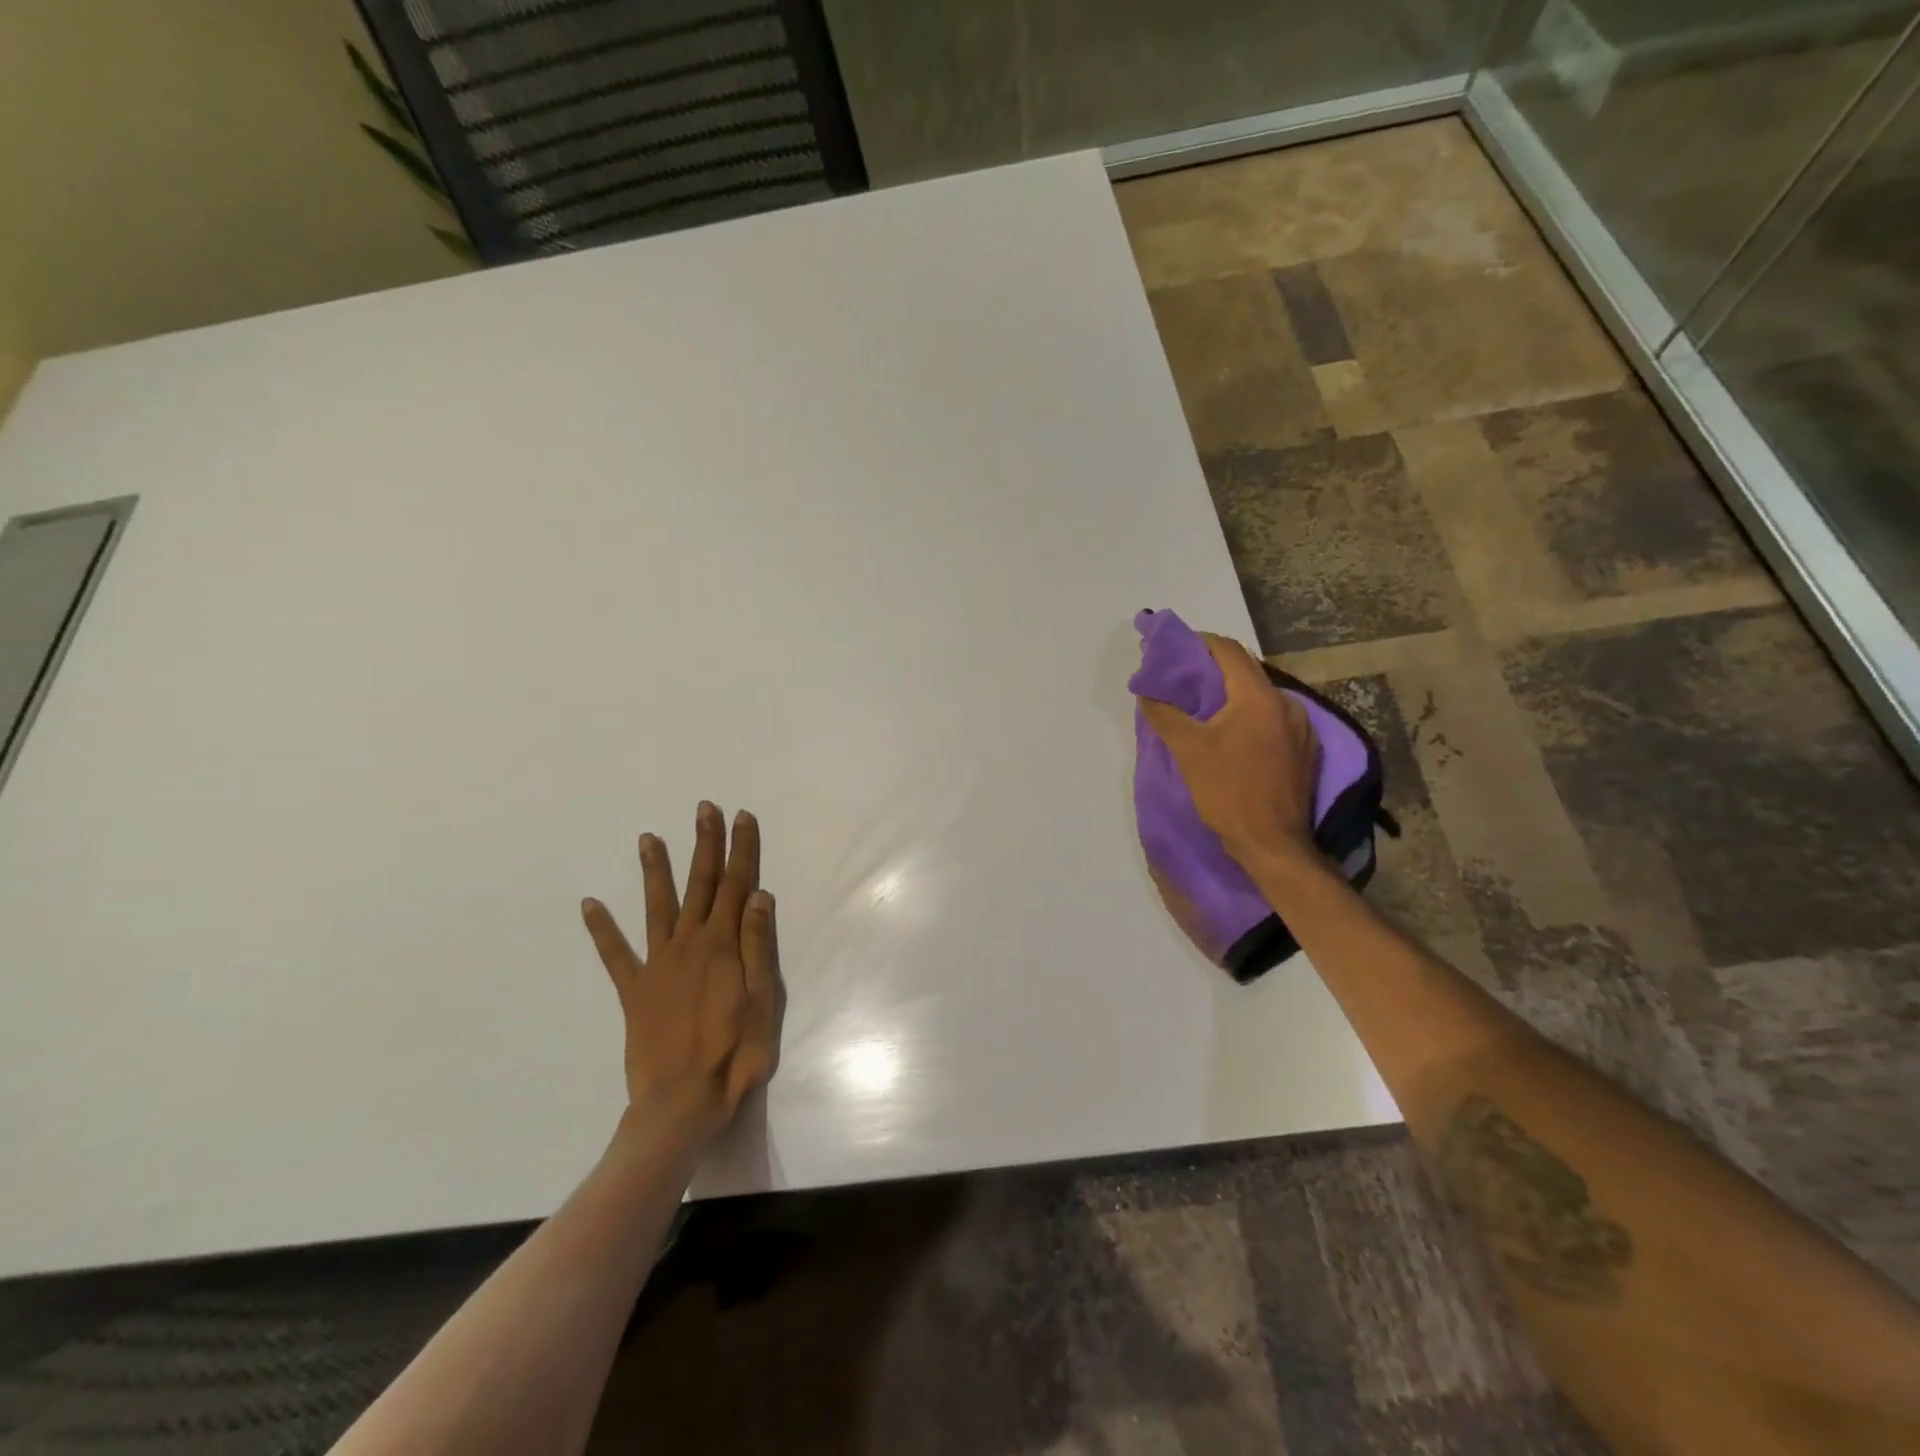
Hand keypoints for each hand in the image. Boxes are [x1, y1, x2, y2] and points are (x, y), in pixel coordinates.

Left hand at [581, 802, 784, 1148]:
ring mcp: (657, 964)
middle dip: (704, 844)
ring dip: (654, 871)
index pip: (736, 885)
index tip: (742, 817)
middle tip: (704, 809)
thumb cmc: (735, 1051)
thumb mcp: (762, 998)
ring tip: (648, 838)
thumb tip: (757, 895)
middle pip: (700, 884)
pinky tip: (589, 904)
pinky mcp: (634, 990)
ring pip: (657, 907)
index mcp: (723, 944)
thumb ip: (757, 944)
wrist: (683, 1101)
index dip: (741, 849)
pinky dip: (602, 929)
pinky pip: (615, 954)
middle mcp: (689, 943)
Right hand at [1139, 634, 1319, 868]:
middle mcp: (1286, 704)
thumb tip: (1147, 692)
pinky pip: (1272, 718)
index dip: (1200, 643)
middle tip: (1182, 677)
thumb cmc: (1228, 791)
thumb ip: (1165, 714)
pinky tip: (1231, 732)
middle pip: (1246, 671)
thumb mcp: (1188, 750)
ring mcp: (1301, 728)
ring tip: (1202, 705)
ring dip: (1231, 694)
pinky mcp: (1304, 750)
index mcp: (1259, 697)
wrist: (1273, 843)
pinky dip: (1248, 715)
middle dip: (1213, 669)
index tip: (1174, 650)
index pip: (1229, 651)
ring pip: (1260, 696)